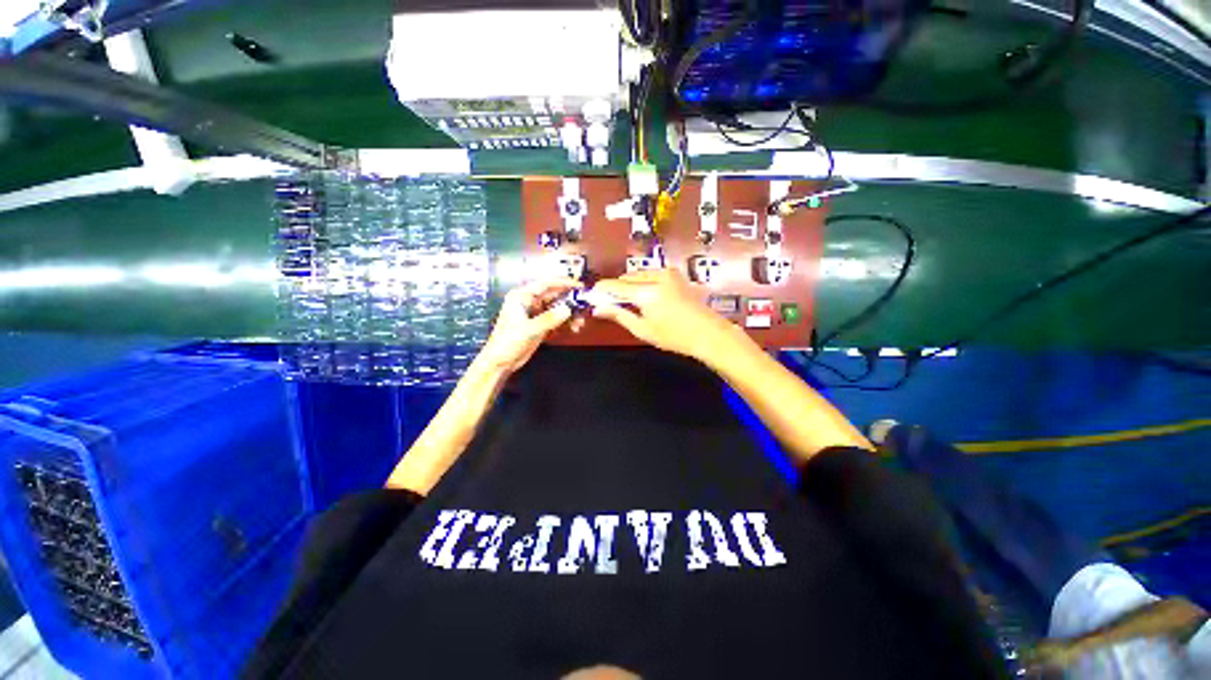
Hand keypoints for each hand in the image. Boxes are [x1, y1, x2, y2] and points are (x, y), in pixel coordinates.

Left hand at [478, 279, 580, 372]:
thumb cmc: (508, 343)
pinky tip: (573, 329)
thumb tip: (568, 309)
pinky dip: (565, 323)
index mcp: (522, 296)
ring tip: (579, 324)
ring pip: (557, 308)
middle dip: (570, 302)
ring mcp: (535, 314)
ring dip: (569, 315)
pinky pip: (556, 319)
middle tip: (584, 308)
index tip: (580, 286)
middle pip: (554, 296)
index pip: (546, 284)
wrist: (500, 363)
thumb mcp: (529, 330)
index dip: (563, 283)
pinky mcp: (540, 325)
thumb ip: (549, 319)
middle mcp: (529, 302)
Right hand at [592, 269, 735, 360]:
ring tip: (630, 304)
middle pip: (626, 278)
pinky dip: (642, 282)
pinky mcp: (675, 274)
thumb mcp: (643, 329)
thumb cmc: (675, 336)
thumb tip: (598, 308)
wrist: (708, 332)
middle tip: (611, 305)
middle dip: (616, 289)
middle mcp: (656, 277)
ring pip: (638, 274)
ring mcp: (668, 273)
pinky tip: (645, 297)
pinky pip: (650, 274)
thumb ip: (619, 315)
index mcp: (647, 292)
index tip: (592, 296)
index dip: (601, 290)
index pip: (615, 286)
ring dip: (629, 285)